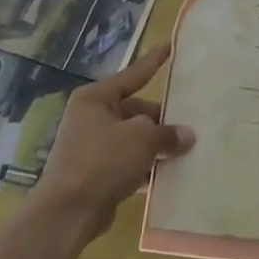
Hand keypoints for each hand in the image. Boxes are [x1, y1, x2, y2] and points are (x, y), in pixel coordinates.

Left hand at [33, 43, 194, 243]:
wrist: (68, 211)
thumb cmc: (103, 160)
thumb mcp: (142, 139)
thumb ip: (167, 133)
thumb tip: (187, 135)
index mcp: (96, 98)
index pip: (133, 75)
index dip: (154, 62)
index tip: (170, 46)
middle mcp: (91, 117)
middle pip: (135, 110)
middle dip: (161, 120)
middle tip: (190, 127)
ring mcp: (90, 145)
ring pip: (132, 138)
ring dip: (155, 146)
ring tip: (185, 150)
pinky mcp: (94, 172)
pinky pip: (126, 162)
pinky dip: (144, 166)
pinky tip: (167, 175)